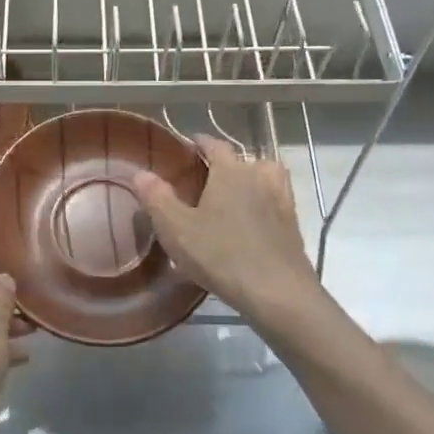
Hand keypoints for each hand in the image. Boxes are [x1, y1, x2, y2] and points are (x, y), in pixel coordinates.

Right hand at [130, 137, 316, 323]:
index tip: (190, 143)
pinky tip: (253, 220)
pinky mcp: (292, 224)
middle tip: (206, 178)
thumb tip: (140, 173)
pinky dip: (264, 203)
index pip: (216, 146)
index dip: (201, 142)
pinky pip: (275, 202)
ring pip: (265, 177)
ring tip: (234, 194)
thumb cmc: (221, 255)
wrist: (276, 291)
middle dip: (226, 164)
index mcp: (231, 171)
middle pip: (244, 160)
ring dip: (251, 180)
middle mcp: (259, 177)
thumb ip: (157, 198)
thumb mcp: (176, 229)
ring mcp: (281, 199)